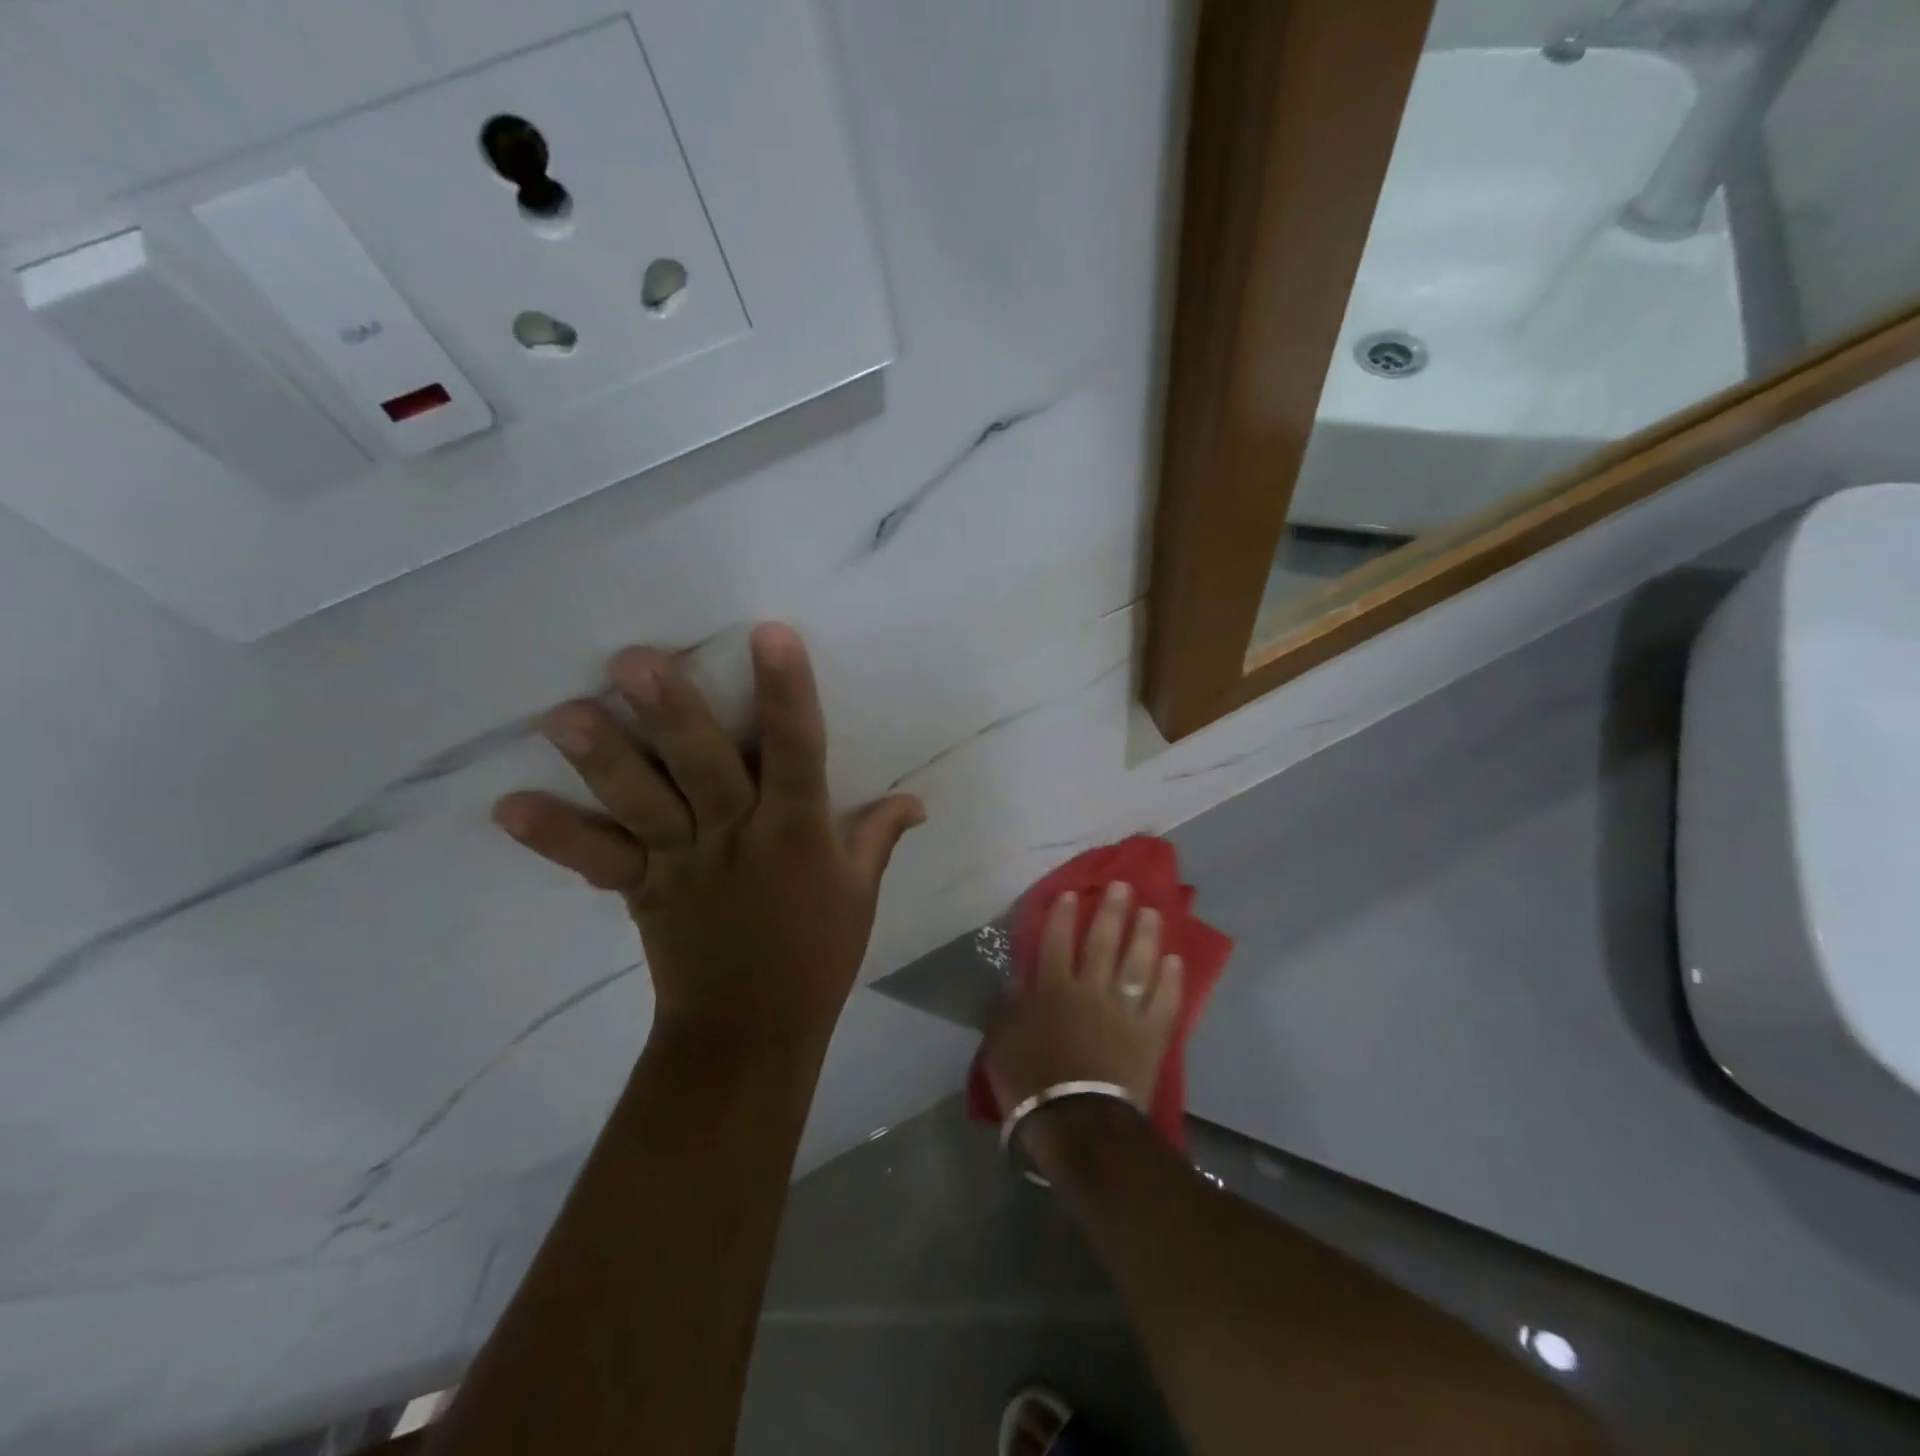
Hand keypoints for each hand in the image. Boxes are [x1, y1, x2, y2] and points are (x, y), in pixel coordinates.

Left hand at [492, 623, 925, 1049]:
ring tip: (562, 715)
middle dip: (673, 715)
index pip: (796, 754)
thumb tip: (917, 800)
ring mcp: (682, 865)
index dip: (786, 695)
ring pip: (644, 806)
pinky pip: (599, 861)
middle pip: (704, 771)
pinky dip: (557, 837)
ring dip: (605, 762)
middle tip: (634, 661)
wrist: (752, 1032)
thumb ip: (879, 836)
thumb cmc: (817, 955)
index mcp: (796, 834)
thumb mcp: (861, 893)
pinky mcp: (642, 891)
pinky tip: (508, 807)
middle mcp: (736, 840)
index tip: (771, 634)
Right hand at [982, 881, 1183, 1125]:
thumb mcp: (1001, 1040)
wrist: (1077, 1124)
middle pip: (1104, 942)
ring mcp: (1124, 1011)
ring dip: (1146, 935)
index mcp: (1053, 989)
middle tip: (1123, 886)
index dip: (1063, 915)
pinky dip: (1170, 981)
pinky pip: (1164, 1002)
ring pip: (1138, 964)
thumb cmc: (1030, 1082)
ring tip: (1152, 912)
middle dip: (1112, 911)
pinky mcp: (1150, 1035)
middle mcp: (1091, 989)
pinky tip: (1175, 961)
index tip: (1072, 892)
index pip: (1057, 941)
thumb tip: (1015, 975)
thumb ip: (1008, 1004)